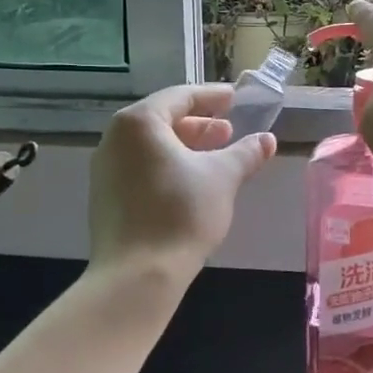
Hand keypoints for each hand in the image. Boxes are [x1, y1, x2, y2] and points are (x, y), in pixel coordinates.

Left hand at [89, 85, 275, 281]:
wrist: (137, 277)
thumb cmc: (181, 214)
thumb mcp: (223, 178)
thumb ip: (246, 153)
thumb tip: (267, 140)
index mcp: (139, 123)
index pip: (180, 96)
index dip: (212, 96)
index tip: (235, 98)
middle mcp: (115, 139)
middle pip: (162, 119)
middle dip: (199, 124)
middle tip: (228, 130)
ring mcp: (106, 170)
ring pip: (151, 146)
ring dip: (186, 147)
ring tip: (216, 156)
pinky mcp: (106, 197)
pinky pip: (141, 167)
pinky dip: (169, 165)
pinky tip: (193, 183)